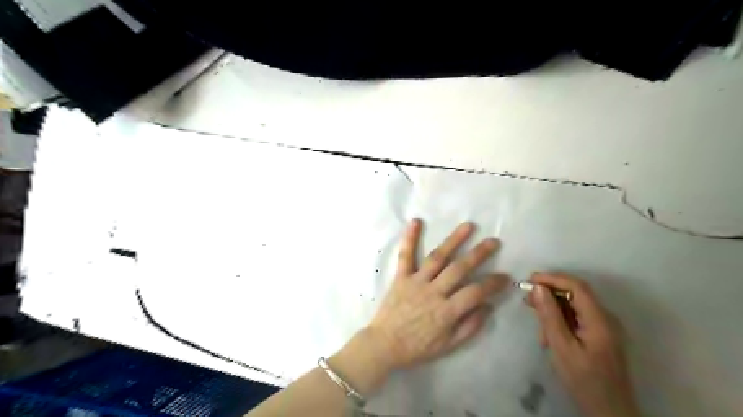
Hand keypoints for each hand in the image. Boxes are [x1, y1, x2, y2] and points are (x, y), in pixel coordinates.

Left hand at [367, 220, 507, 369]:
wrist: (384, 344)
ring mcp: (416, 281)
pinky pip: (406, 256)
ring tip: (468, 226)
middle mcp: (433, 292)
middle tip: (493, 242)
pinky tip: (416, 221)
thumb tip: (488, 306)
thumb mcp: (448, 346)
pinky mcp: (401, 277)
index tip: (505, 276)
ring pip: (437, 257)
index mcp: (446, 311)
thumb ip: (470, 326)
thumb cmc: (417, 347)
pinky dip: (410, 238)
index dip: (493, 284)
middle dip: (479, 254)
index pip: (476, 292)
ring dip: (453, 240)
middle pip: (459, 269)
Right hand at [524, 274, 641, 416]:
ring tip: (536, 320)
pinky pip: (577, 317)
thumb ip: (550, 315)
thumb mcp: (561, 347)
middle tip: (527, 299)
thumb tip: (538, 287)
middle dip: (550, 293)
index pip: (576, 286)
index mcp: (600, 320)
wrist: (609, 411)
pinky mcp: (599, 334)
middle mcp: (605, 318)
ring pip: (574, 305)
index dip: (552, 278)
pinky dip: (560, 319)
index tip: (529, 280)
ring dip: (553, 308)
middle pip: (576, 293)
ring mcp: (604, 326)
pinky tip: (548, 332)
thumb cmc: (584, 380)